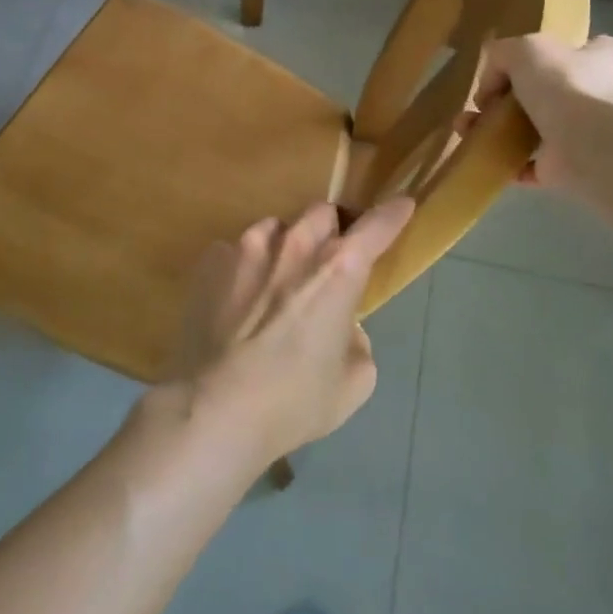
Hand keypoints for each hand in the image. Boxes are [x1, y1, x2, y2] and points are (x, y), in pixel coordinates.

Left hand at [167, 200, 413, 469]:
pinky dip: (242, 268)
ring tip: (275, 280)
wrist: (215, 408)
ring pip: (274, 227)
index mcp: (338, 270)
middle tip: (326, 259)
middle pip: (321, 213)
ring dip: (284, 246)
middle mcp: (295, 245)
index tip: (401, 205)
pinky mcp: (211, 262)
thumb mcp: (353, 383)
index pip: (375, 228)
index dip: (392, 215)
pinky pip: (233, 251)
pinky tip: (235, 300)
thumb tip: (344, 329)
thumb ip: (357, 343)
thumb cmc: (295, 401)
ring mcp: (247, 248)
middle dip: (329, 230)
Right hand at [480, 34, 612, 195]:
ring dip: (503, 130)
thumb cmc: (565, 85)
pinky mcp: (570, 166)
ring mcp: (585, 133)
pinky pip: (532, 162)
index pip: (584, 48)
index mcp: (600, 60)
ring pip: (537, 128)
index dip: (554, 54)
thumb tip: (490, 80)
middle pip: (553, 91)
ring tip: (468, 129)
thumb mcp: (525, 49)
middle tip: (482, 103)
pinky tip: (484, 155)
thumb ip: (502, 54)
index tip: (522, 65)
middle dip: (514, 97)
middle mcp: (599, 95)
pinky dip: (509, 161)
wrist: (589, 145)